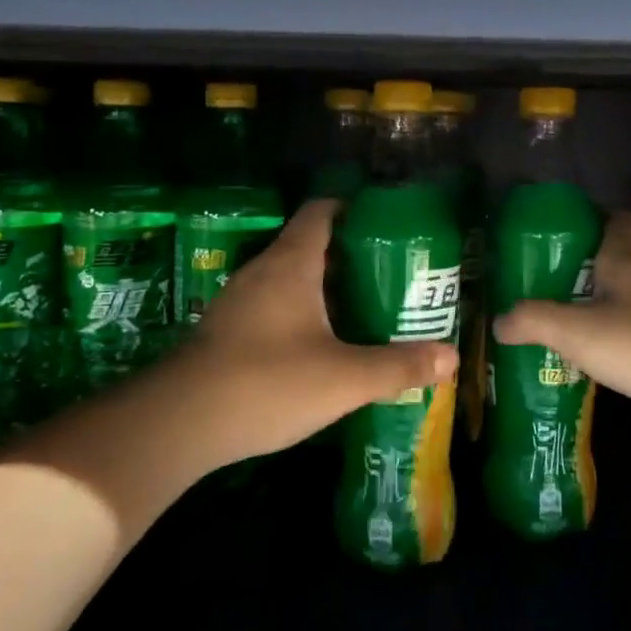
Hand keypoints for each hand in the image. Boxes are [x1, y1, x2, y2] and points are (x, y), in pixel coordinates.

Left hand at [171, 199, 457, 468]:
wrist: (179, 422)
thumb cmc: (268, 382)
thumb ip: (399, 365)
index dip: (352, 208)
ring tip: (360, 308)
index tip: (385, 223)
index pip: (321, 211)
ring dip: (323, 287)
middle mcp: (262, 271)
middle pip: (309, 245)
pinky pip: (271, 306)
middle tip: (388, 274)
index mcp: (292, 262)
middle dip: (348, 255)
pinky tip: (318, 345)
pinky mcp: (226, 331)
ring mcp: (238, 301)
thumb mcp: (344, 377)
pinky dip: (299, 313)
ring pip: (289, 278)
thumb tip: (451, 357)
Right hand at [492, 211, 630, 435]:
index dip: (593, 219)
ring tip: (565, 325)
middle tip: (547, 286)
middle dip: (588, 270)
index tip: (563, 231)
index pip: (616, 221)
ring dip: (604, 309)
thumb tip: (499, 320)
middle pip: (620, 262)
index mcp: (627, 262)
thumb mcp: (579, 331)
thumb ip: (535, 322)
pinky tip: (602, 363)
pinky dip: (624, 343)